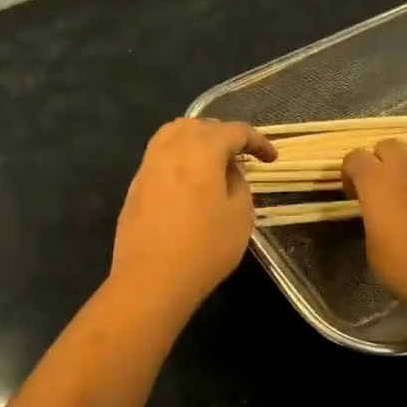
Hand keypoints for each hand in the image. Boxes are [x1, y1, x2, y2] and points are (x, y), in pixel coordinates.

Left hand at [111, 119, 276, 316]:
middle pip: (199, 126)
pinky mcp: (135, 187)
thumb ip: (238, 183)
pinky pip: (159, 157)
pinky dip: (178, 158)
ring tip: (211, 162)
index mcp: (201, 150)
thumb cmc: (205, 247)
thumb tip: (227, 171)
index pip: (234, 131)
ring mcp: (148, 166)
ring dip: (196, 141)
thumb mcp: (240, 215)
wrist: (151, 280)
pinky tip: (187, 181)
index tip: (271, 159)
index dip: (257, 141)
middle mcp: (171, 149)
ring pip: (172, 135)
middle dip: (223, 135)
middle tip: (240, 156)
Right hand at [344, 139, 406, 311]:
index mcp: (376, 180)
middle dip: (384, 160)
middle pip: (390, 145)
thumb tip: (383, 218)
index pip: (355, 157)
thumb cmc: (403, 265)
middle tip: (386, 187)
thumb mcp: (373, 246)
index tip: (355, 193)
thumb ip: (375, 221)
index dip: (352, 173)